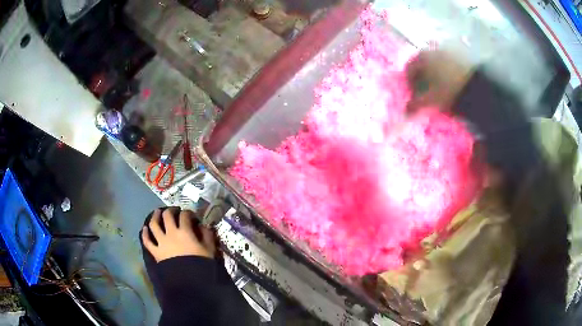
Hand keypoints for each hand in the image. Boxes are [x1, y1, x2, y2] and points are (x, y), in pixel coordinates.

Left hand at [142, 208, 215, 261]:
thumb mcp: (209, 249)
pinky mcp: (155, 251)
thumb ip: (207, 235)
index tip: (191, 216)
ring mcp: (161, 242)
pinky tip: (144, 229)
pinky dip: (145, 234)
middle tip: (174, 211)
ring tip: (157, 212)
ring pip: (154, 225)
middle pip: (167, 216)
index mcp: (185, 232)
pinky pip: (147, 241)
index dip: (188, 213)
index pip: (184, 215)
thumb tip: (204, 226)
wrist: (190, 281)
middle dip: (170, 210)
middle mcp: (170, 233)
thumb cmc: (201, 264)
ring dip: (155, 216)